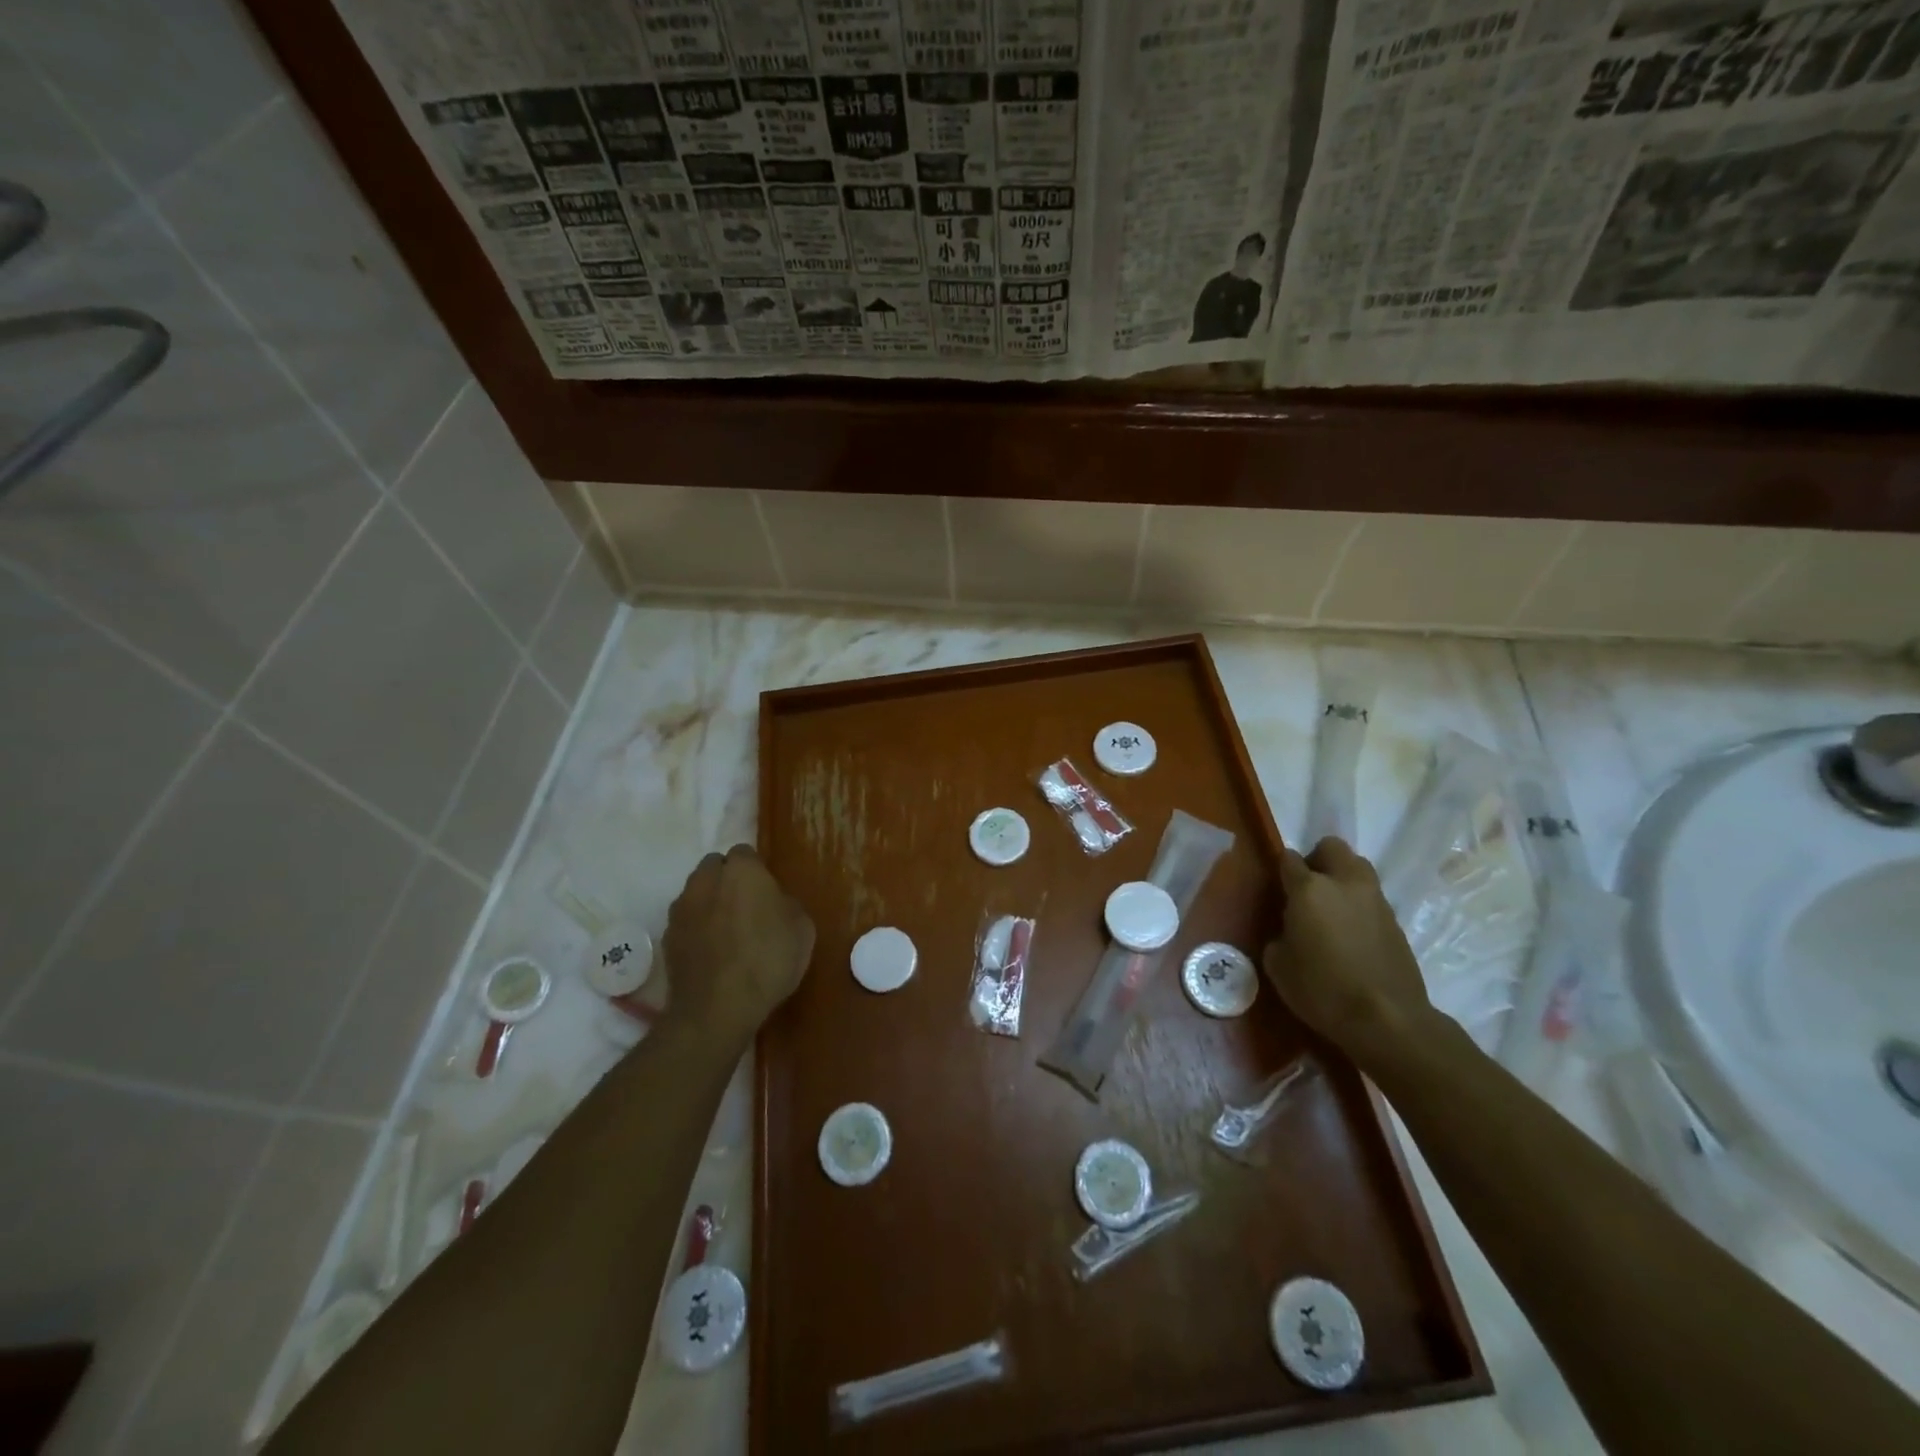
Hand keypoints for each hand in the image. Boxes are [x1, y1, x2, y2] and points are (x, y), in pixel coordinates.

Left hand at [662, 845, 814, 1045]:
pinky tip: (712, 952)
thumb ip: (787, 905)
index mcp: (742, 871)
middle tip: (747, 906)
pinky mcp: (667, 937)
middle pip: (715, 867)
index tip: (767, 892)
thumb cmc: (768, 961)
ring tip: (727, 931)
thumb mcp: (803, 930)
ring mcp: (682, 908)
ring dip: (709, 902)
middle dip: (728, 879)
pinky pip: (686, 921)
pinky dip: (696, 928)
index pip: (745, 853)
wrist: (717, 1009)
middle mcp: (706, 881)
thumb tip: (775, 903)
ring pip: (696, 892)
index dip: (757, 870)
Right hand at [1263, 836, 1434, 1068]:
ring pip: (1358, 868)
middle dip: (1317, 859)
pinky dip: (1359, 905)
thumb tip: (1288, 932)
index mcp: (1309, 889)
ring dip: (1343, 878)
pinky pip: (1372, 898)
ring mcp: (1376, 900)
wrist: (1388, 1020)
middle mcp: (1345, 884)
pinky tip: (1352, 934)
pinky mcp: (1396, 922)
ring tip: (1332, 910)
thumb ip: (1279, 936)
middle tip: (1307, 888)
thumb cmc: (1322, 990)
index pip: (1289, 859)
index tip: (1277, 887)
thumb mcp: (1279, 966)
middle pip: (1332, 848)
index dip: (1281, 869)